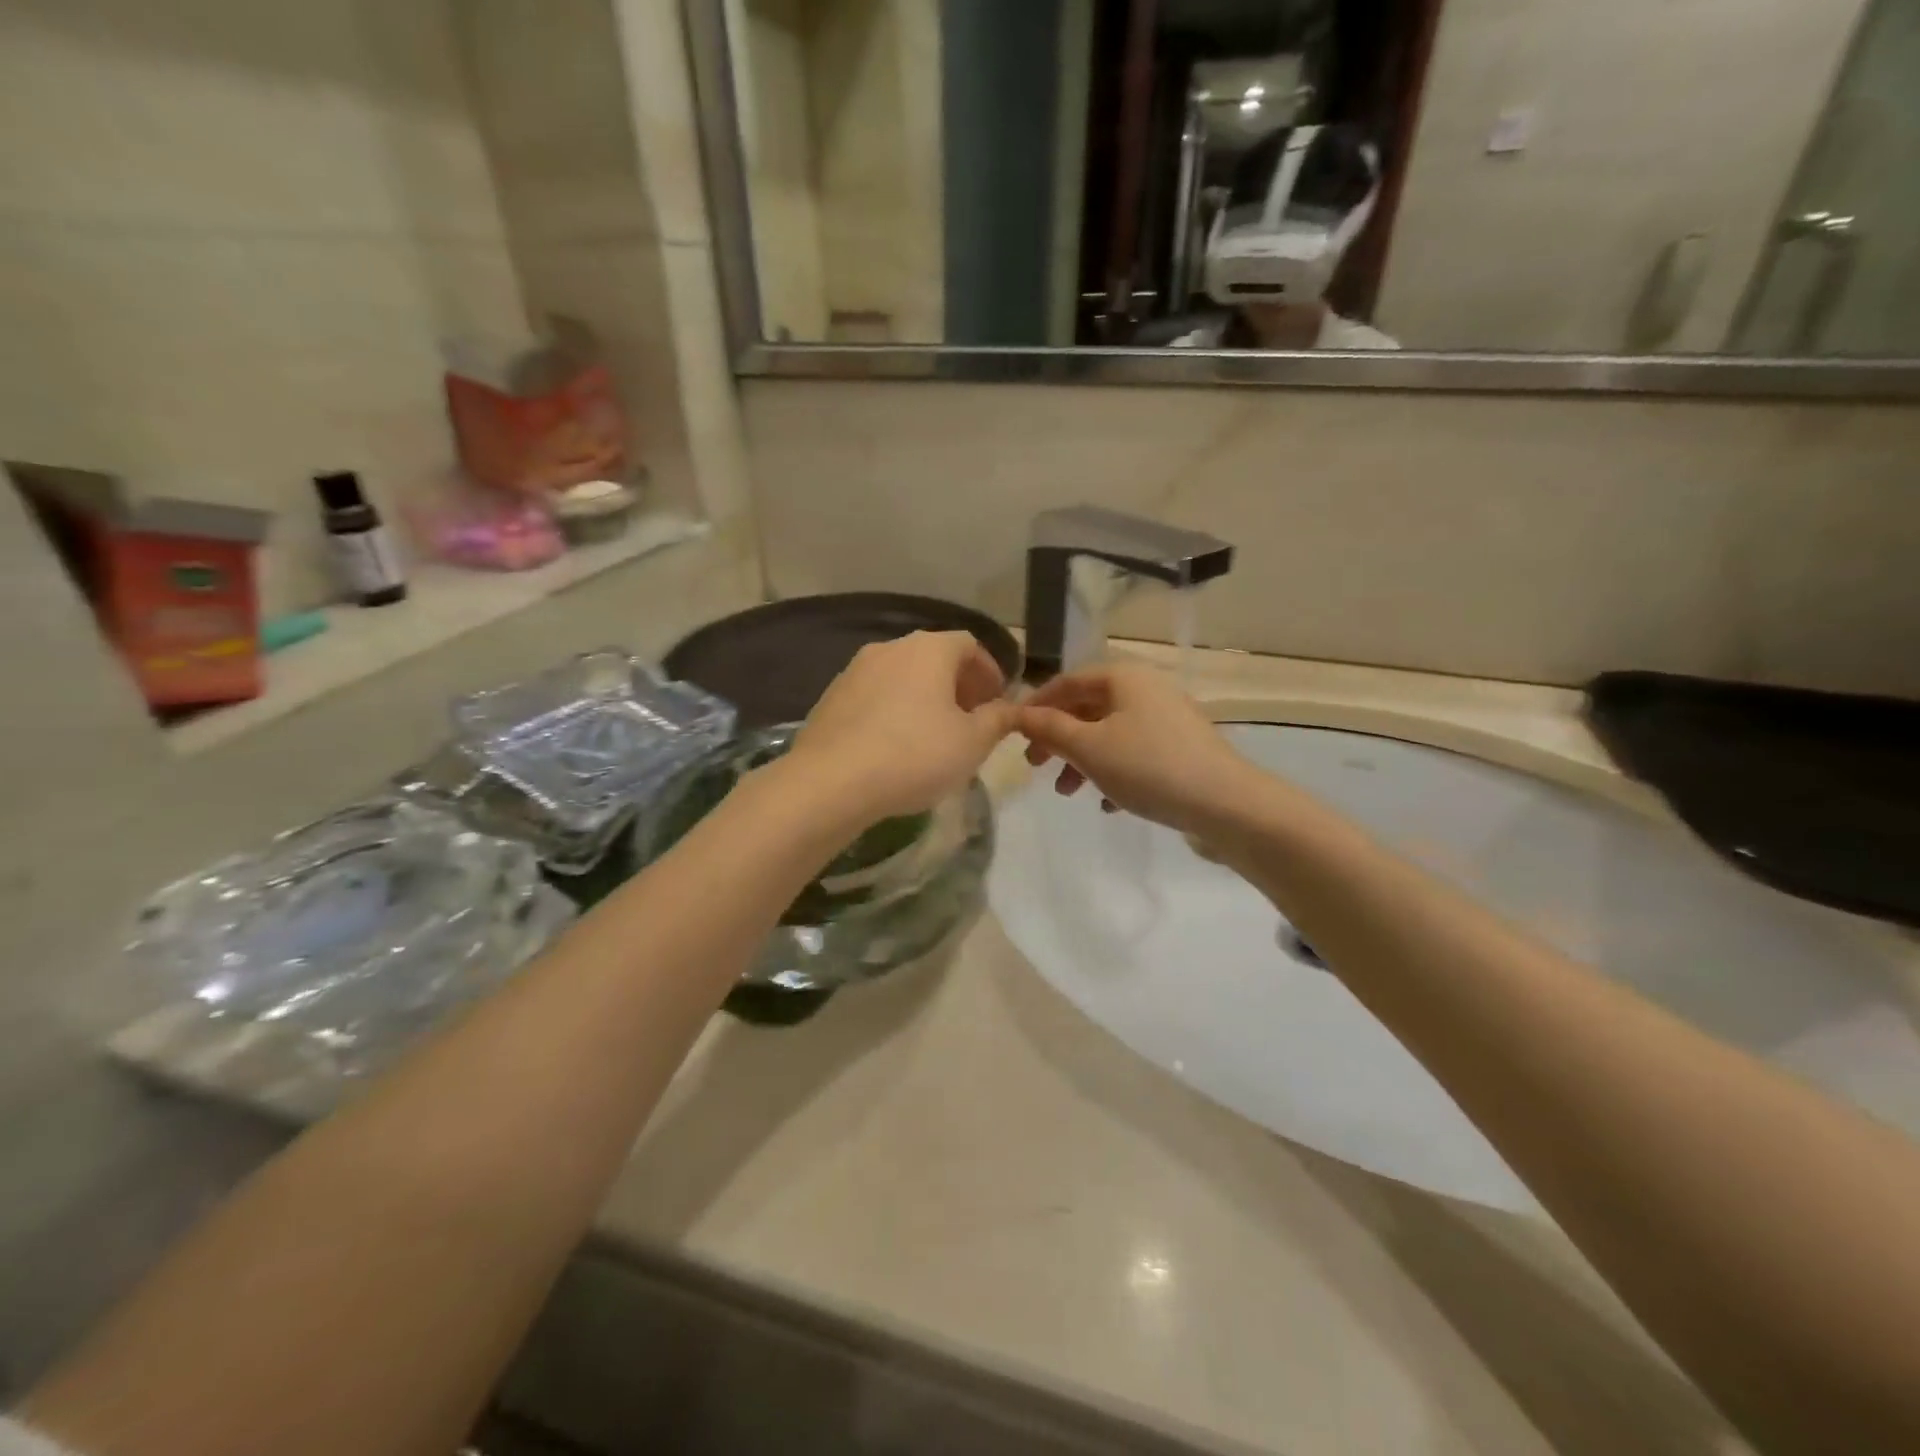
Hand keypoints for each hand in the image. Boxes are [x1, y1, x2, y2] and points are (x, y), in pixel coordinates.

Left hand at [788, 631, 1016, 822]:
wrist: (831, 781)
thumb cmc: (915, 755)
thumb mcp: (972, 742)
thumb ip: (998, 719)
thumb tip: (1009, 708)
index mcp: (929, 649)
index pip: (969, 644)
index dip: (989, 670)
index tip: (997, 701)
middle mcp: (890, 648)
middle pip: (934, 657)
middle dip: (957, 685)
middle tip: (970, 720)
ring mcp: (854, 670)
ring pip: (902, 676)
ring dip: (924, 698)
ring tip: (933, 735)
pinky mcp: (831, 697)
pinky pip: (874, 696)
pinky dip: (893, 710)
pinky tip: (894, 746)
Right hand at [1016, 663, 1254, 834]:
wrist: (1226, 804)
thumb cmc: (1148, 767)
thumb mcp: (1088, 748)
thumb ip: (1050, 729)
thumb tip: (1018, 714)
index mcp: (1124, 678)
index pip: (1067, 682)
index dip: (1036, 705)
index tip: (1014, 733)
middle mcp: (1147, 690)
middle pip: (1088, 708)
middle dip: (1058, 739)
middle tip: (1036, 767)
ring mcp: (1167, 719)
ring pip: (1110, 734)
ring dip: (1082, 761)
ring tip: (1068, 793)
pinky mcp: (1181, 749)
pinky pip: (1135, 754)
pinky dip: (1114, 773)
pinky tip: (1108, 804)